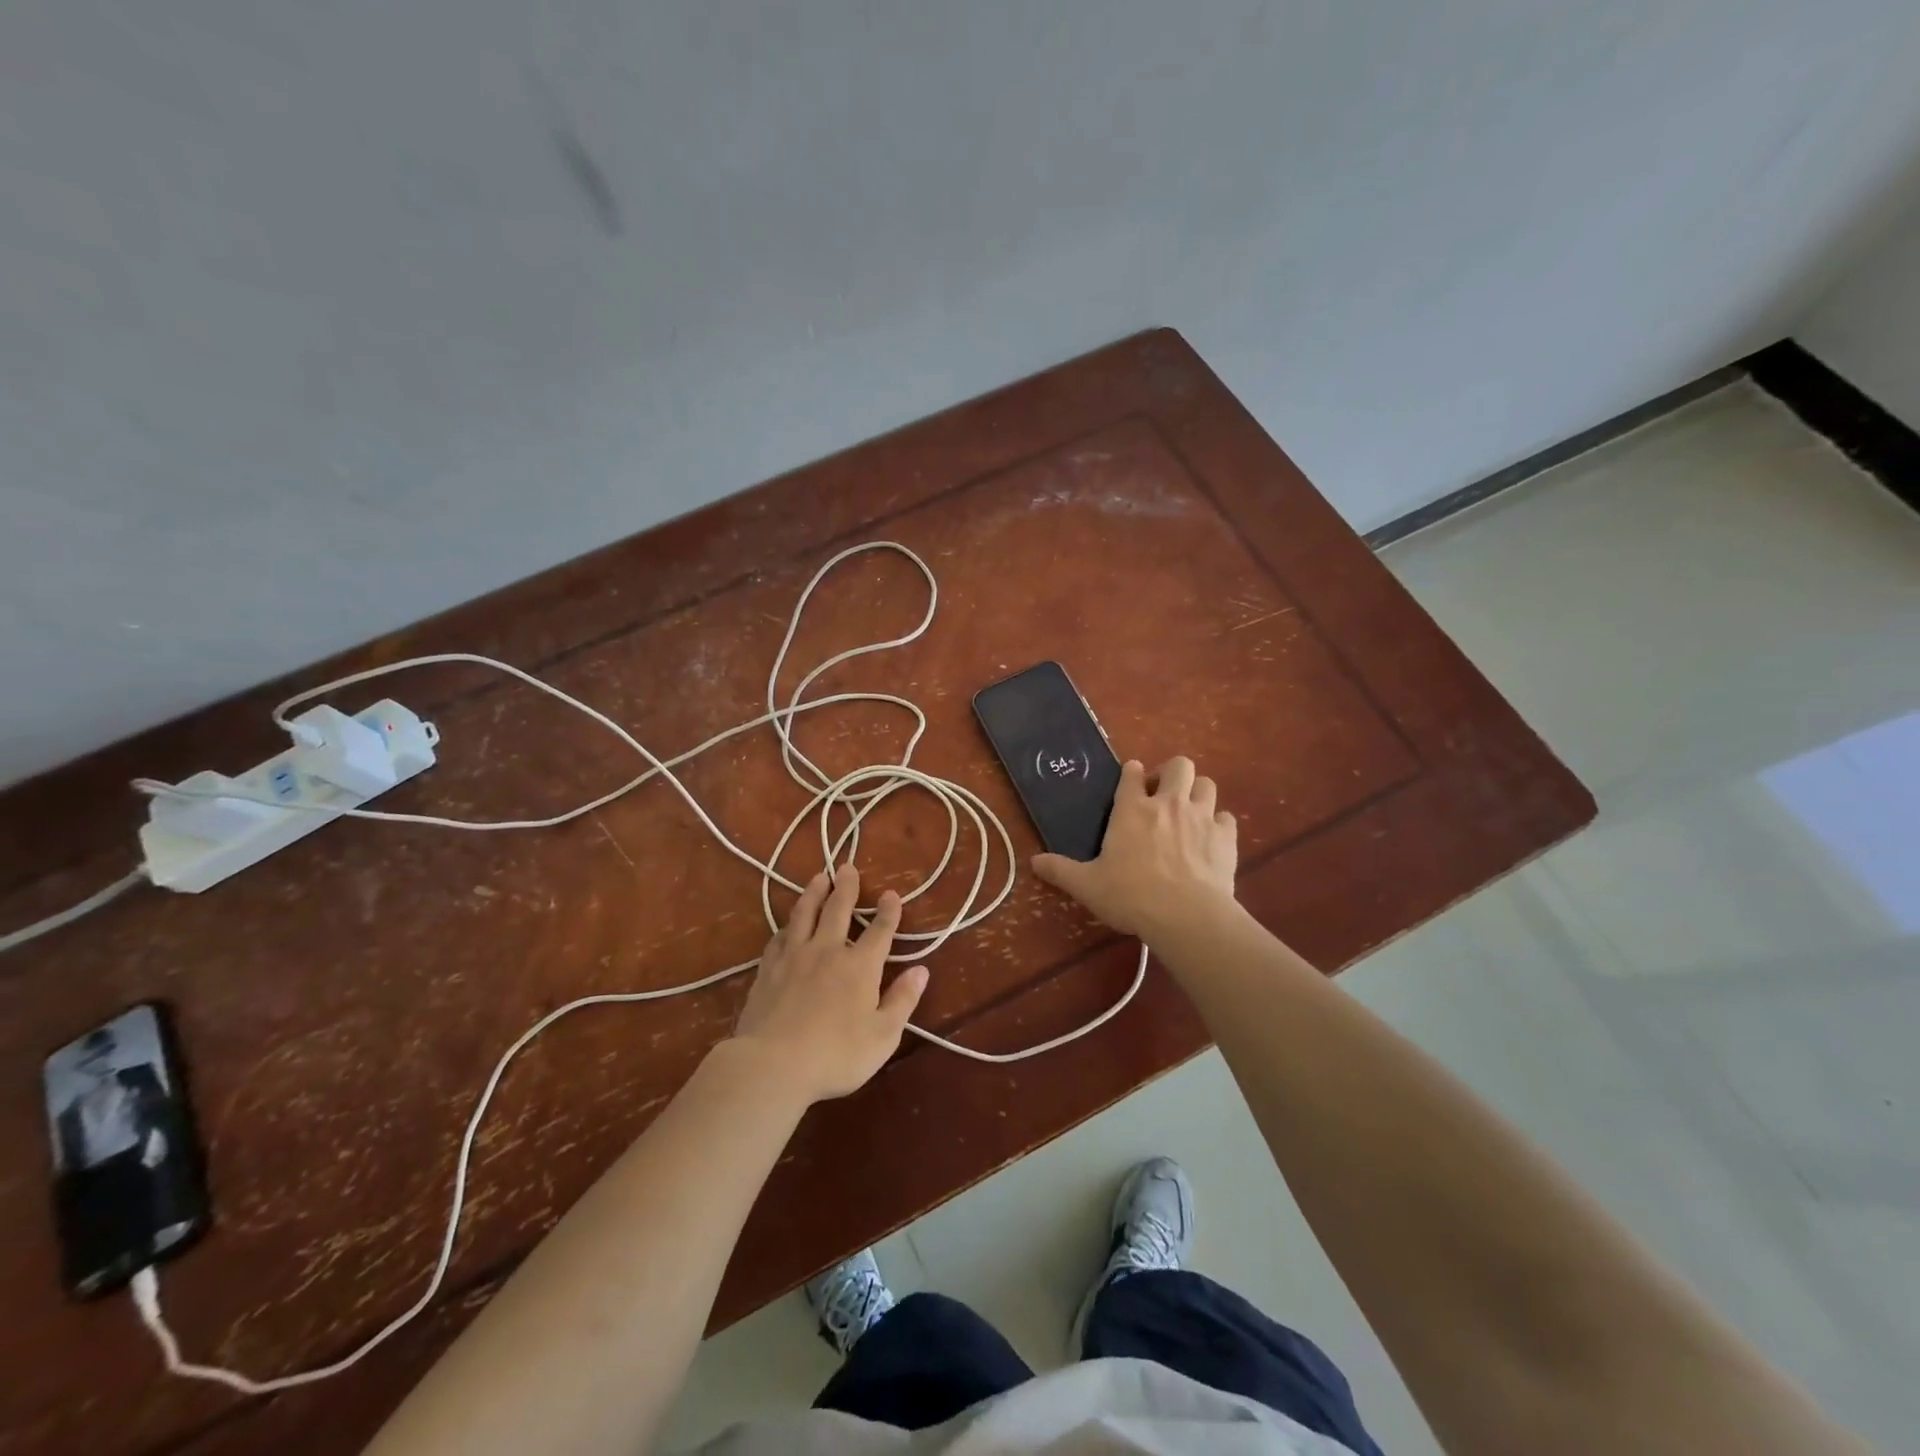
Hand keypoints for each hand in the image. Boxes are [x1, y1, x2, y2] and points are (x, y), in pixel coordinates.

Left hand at [729, 865, 929, 1103]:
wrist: (773, 1064)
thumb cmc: (836, 1054)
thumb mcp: (883, 1035)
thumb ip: (902, 1000)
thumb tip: (921, 970)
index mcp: (860, 966)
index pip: (880, 931)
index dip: (888, 911)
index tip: (891, 894)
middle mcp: (828, 951)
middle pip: (838, 910)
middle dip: (846, 887)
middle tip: (847, 866)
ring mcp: (794, 957)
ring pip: (805, 914)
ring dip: (814, 893)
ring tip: (818, 877)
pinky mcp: (769, 969)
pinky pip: (779, 937)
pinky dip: (787, 925)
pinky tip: (787, 924)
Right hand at [1031, 756, 1237, 939]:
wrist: (1186, 916)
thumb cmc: (1131, 896)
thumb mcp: (1087, 885)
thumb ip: (1061, 870)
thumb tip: (1033, 862)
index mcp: (1132, 809)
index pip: (1132, 772)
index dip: (1131, 773)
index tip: (1131, 781)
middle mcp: (1168, 803)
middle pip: (1179, 765)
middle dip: (1171, 774)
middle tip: (1163, 796)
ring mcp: (1201, 817)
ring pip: (1207, 784)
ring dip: (1198, 794)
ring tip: (1189, 813)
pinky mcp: (1225, 837)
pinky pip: (1226, 818)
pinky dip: (1219, 824)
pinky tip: (1210, 840)